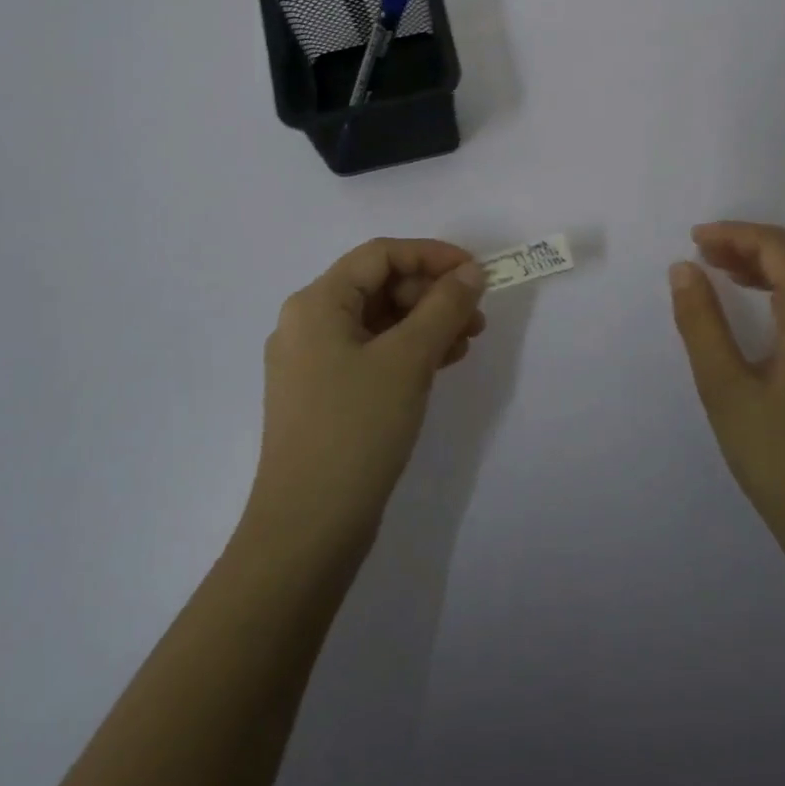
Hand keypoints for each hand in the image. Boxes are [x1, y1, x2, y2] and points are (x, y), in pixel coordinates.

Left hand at [246, 239, 487, 558]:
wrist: (308, 530)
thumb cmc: (356, 429)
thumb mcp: (408, 360)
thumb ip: (444, 307)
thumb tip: (472, 272)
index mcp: (316, 303)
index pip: (380, 255)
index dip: (431, 255)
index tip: (476, 272)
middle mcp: (308, 323)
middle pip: (378, 286)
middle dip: (432, 293)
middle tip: (476, 315)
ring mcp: (313, 362)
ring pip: (378, 322)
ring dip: (426, 322)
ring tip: (468, 340)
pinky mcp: (324, 395)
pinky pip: (372, 353)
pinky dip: (409, 351)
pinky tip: (443, 362)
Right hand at [670, 221, 784, 565]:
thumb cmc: (780, 459)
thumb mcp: (725, 389)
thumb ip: (701, 322)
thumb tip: (684, 268)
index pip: (780, 248)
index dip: (736, 234)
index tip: (694, 240)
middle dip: (752, 246)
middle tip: (704, 256)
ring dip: (772, 267)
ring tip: (724, 274)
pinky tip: (765, 309)